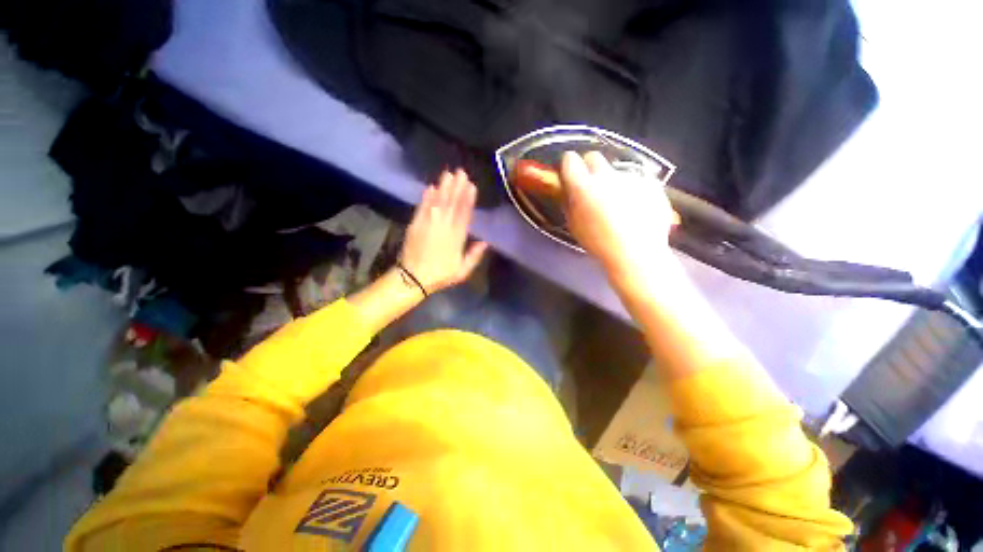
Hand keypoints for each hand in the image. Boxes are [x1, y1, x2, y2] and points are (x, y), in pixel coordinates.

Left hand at [400, 169, 487, 293]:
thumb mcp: (462, 271)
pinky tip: (430, 187)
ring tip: (448, 174)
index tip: (472, 186)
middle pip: (452, 204)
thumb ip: (474, 256)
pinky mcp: (415, 224)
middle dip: (457, 187)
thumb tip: (485, 242)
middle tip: (461, 172)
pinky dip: (426, 197)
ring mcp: (428, 224)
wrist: (413, 278)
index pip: (464, 214)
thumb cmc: (440, 275)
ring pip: (438, 202)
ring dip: (443, 187)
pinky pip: (422, 207)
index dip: (468, 199)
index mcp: (456, 237)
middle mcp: (443, 227)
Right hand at [560, 151, 679, 285]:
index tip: (569, 173)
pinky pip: (636, 180)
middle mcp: (606, 176)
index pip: (570, 159)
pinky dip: (632, 190)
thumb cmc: (598, 243)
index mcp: (583, 187)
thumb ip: (569, 203)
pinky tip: (635, 208)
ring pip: (616, 171)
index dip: (568, 165)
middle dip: (589, 167)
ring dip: (613, 182)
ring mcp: (631, 177)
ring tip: (618, 204)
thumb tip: (568, 190)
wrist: (636, 253)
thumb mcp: (574, 226)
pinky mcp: (650, 183)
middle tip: (591, 186)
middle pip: (594, 156)